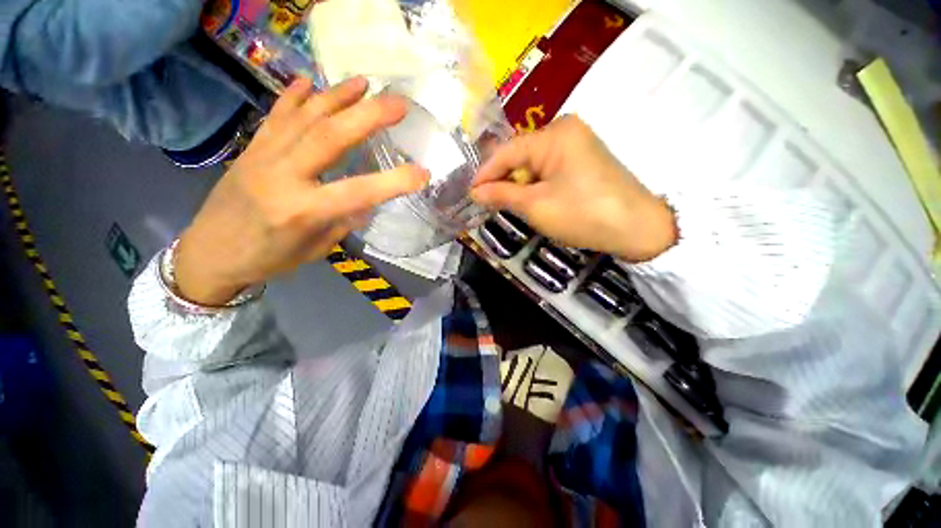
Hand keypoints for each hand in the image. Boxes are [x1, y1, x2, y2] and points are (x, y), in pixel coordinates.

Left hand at [174, 77, 428, 305]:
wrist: (209, 253)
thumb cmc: (268, 259)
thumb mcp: (316, 249)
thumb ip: (343, 221)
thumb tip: (366, 202)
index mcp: (303, 211)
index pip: (359, 192)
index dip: (395, 181)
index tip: (423, 172)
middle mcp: (283, 176)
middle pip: (330, 137)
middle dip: (368, 115)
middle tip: (398, 103)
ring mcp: (263, 156)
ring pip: (305, 117)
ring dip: (337, 96)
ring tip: (364, 83)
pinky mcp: (251, 148)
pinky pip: (276, 116)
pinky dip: (295, 97)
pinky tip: (310, 82)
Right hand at [471, 115, 675, 261]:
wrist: (637, 228)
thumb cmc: (583, 214)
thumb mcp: (536, 206)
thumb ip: (502, 195)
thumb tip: (474, 192)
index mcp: (553, 134)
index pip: (507, 151)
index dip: (485, 173)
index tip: (469, 193)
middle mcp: (564, 130)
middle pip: (520, 155)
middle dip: (501, 179)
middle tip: (484, 201)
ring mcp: (576, 144)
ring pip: (533, 164)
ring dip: (517, 184)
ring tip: (503, 203)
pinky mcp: (582, 159)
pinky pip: (548, 169)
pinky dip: (534, 185)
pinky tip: (527, 199)